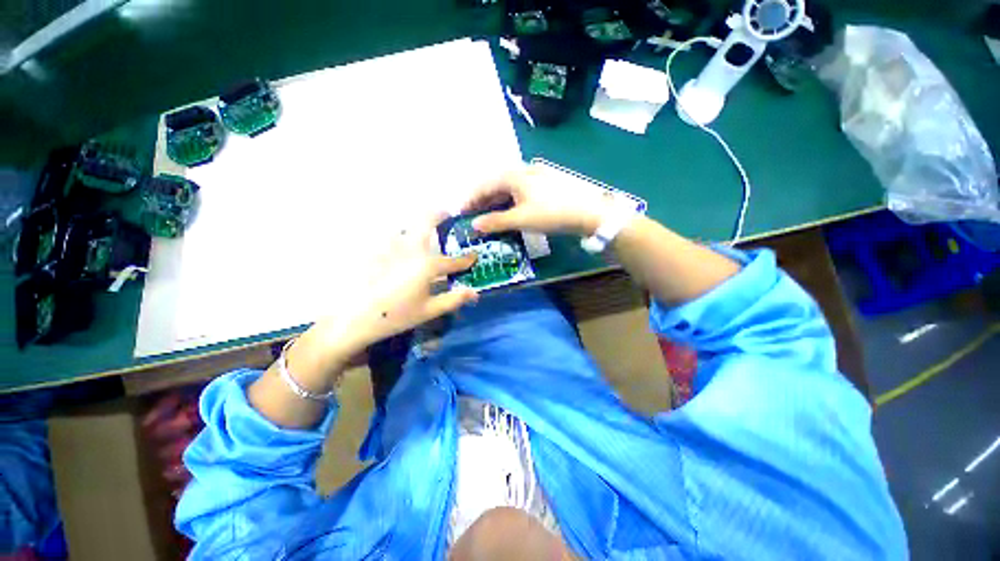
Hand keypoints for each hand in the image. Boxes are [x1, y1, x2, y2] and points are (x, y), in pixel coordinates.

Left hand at [299, 213, 478, 376]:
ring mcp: (389, 244)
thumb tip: (475, 292)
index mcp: (427, 265)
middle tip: (446, 216)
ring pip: (406, 224)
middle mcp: (410, 248)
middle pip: (427, 219)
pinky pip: (388, 234)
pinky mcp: (372, 247)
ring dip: (416, 226)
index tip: (473, 256)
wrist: (352, 318)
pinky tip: (396, 247)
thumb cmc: (395, 316)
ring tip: (420, 235)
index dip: (466, 259)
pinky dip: (397, 236)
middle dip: (439, 215)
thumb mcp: (428, 311)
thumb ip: (454, 299)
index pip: (454, 260)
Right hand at [463, 164, 615, 235]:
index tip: (461, 212)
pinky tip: (509, 211)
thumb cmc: (551, 213)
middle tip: (473, 216)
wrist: (588, 211)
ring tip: (488, 216)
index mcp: (513, 175)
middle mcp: (523, 170)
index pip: (485, 186)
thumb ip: (495, 222)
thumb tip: (475, 225)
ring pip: (508, 188)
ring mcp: (536, 176)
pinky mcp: (545, 184)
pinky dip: (510, 202)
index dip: (471, 200)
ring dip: (496, 202)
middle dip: (483, 201)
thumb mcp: (521, 219)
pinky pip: (520, 191)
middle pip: (496, 185)